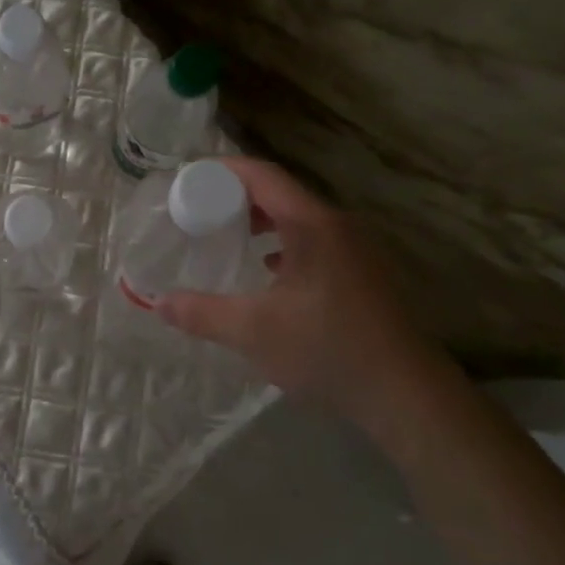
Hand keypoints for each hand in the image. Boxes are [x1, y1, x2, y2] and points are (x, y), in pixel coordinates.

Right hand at [157, 158, 450, 423]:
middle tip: (198, 210)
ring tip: (226, 235)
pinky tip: (267, 269)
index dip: (221, 170)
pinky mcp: (362, 272)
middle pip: (279, 192)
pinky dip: (283, 242)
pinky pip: (314, 240)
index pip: (262, 176)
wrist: (407, 394)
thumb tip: (158, 303)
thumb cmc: (328, 351)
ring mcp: (355, 249)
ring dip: (260, 220)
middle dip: (235, 196)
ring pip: (298, 218)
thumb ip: (201, 313)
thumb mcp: (253, 332)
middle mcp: (337, 225)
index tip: (187, 179)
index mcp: (312, 225)